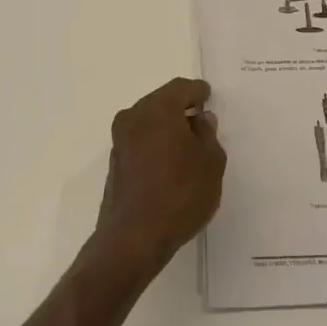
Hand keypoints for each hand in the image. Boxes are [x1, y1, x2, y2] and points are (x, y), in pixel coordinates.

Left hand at [91, 77, 226, 278]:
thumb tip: (200, 119)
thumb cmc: (180, 194)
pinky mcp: (115, 162)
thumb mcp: (211, 162)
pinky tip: (169, 163)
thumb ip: (208, 134)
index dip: (198, 91)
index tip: (208, 96)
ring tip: (188, 145)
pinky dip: (155, 144)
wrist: (134, 237)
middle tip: (201, 120)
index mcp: (158, 108)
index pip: (182, 88)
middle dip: (181, 108)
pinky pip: (140, 141)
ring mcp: (120, 140)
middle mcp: (134, 116)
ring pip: (149, 121)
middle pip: (162, 102)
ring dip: (166, 127)